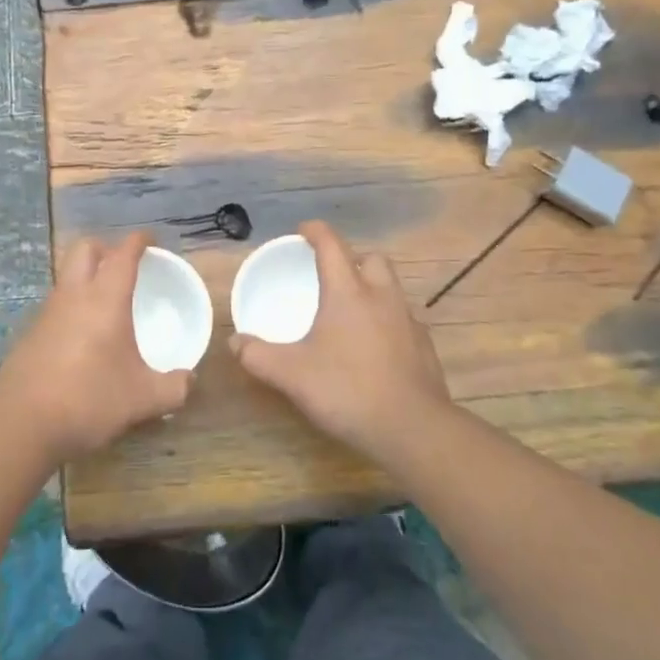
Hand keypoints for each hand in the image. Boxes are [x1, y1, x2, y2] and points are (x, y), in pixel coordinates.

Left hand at [0, 232, 191, 467]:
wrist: (21, 424)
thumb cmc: (89, 400)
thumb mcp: (143, 399)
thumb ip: (173, 388)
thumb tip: (189, 381)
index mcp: (105, 299)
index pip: (123, 254)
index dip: (138, 241)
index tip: (150, 240)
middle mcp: (73, 296)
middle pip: (85, 249)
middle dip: (106, 248)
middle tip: (125, 265)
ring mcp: (46, 313)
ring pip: (67, 276)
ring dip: (86, 277)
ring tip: (106, 302)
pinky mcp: (29, 334)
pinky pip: (55, 305)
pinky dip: (72, 306)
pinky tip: (83, 337)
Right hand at [230, 221, 452, 465]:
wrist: (412, 428)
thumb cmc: (347, 390)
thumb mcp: (291, 375)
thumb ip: (258, 356)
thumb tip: (235, 342)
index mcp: (348, 292)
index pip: (332, 245)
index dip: (316, 232)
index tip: (303, 231)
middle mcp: (382, 297)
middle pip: (372, 259)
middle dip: (352, 259)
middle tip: (332, 275)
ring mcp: (408, 321)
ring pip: (392, 288)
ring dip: (373, 289)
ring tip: (352, 312)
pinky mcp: (424, 346)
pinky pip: (404, 320)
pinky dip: (388, 321)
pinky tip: (375, 347)